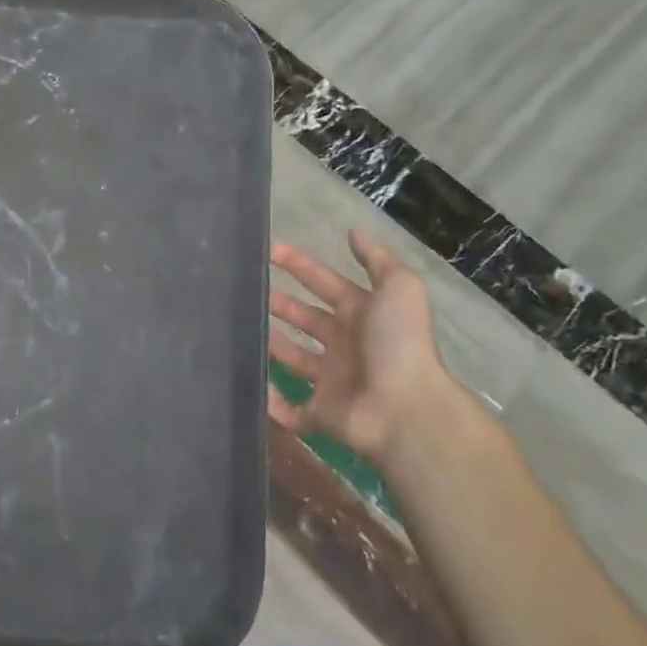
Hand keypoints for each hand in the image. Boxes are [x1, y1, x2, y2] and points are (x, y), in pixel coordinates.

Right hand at [268, 232, 450, 461]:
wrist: (404, 408)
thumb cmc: (397, 343)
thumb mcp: (399, 289)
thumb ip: (376, 259)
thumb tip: (353, 232)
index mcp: (361, 315)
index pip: (324, 283)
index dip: (299, 265)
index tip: (268, 251)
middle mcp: (345, 345)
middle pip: (306, 319)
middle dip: (281, 304)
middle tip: (248, 291)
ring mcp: (331, 380)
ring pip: (294, 359)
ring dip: (272, 345)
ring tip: (241, 329)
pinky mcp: (319, 413)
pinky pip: (289, 409)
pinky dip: (270, 401)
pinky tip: (251, 384)